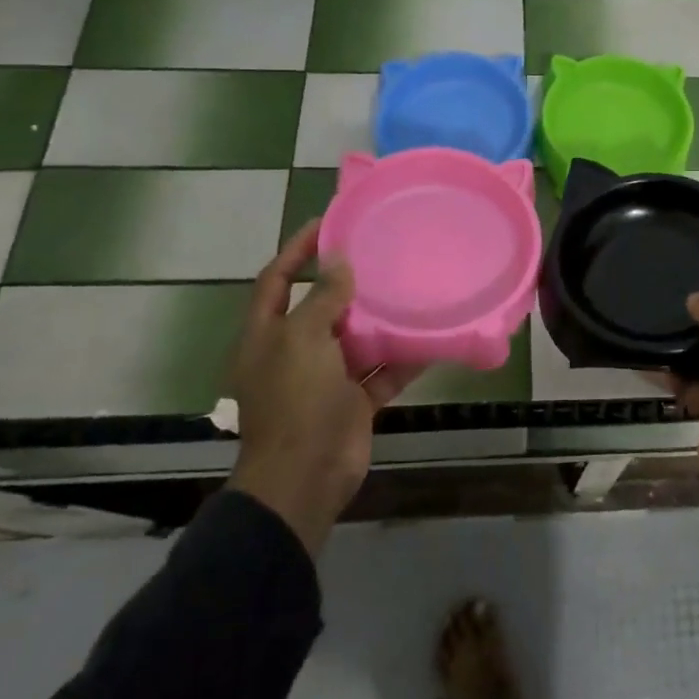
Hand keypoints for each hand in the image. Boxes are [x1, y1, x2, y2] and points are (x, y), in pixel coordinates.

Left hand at [225, 218, 420, 554]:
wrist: (305, 477)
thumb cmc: (295, 402)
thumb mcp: (303, 340)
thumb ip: (323, 299)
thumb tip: (339, 261)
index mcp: (267, 334)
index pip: (277, 279)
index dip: (297, 249)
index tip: (329, 221)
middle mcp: (294, 351)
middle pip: (321, 306)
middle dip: (347, 282)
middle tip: (381, 251)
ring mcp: (325, 378)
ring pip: (356, 338)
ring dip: (381, 318)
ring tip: (410, 286)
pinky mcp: (353, 400)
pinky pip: (382, 370)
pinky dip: (403, 356)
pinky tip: (431, 336)